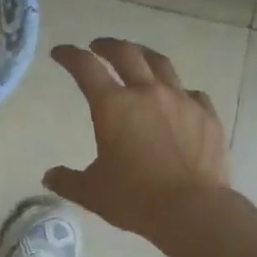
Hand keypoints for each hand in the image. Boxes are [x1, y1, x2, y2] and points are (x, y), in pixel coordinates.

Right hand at [44, 39, 229, 240]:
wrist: (193, 210)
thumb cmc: (135, 199)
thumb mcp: (92, 192)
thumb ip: (68, 180)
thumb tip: (49, 176)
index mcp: (113, 106)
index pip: (85, 67)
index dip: (70, 55)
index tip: (60, 52)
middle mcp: (146, 93)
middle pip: (126, 54)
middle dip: (107, 45)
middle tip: (98, 46)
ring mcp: (181, 100)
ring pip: (160, 64)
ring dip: (143, 55)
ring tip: (137, 56)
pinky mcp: (206, 114)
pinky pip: (192, 93)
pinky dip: (179, 91)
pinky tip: (177, 99)